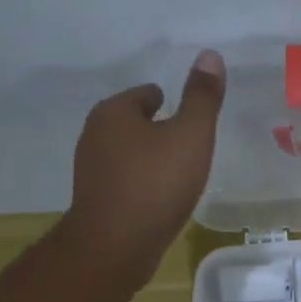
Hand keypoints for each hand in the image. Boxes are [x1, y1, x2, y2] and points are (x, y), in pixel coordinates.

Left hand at [62, 49, 224, 289]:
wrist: (116, 246)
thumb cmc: (156, 184)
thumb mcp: (191, 136)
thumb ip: (202, 98)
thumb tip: (210, 55)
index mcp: (114, 112)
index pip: (146, 94)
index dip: (170, 104)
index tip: (190, 121)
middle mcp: (94, 135)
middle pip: (133, 123)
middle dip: (158, 131)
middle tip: (188, 146)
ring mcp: (90, 170)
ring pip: (127, 154)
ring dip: (149, 160)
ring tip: (178, 174)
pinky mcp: (95, 201)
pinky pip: (124, 182)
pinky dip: (141, 184)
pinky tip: (160, 199)